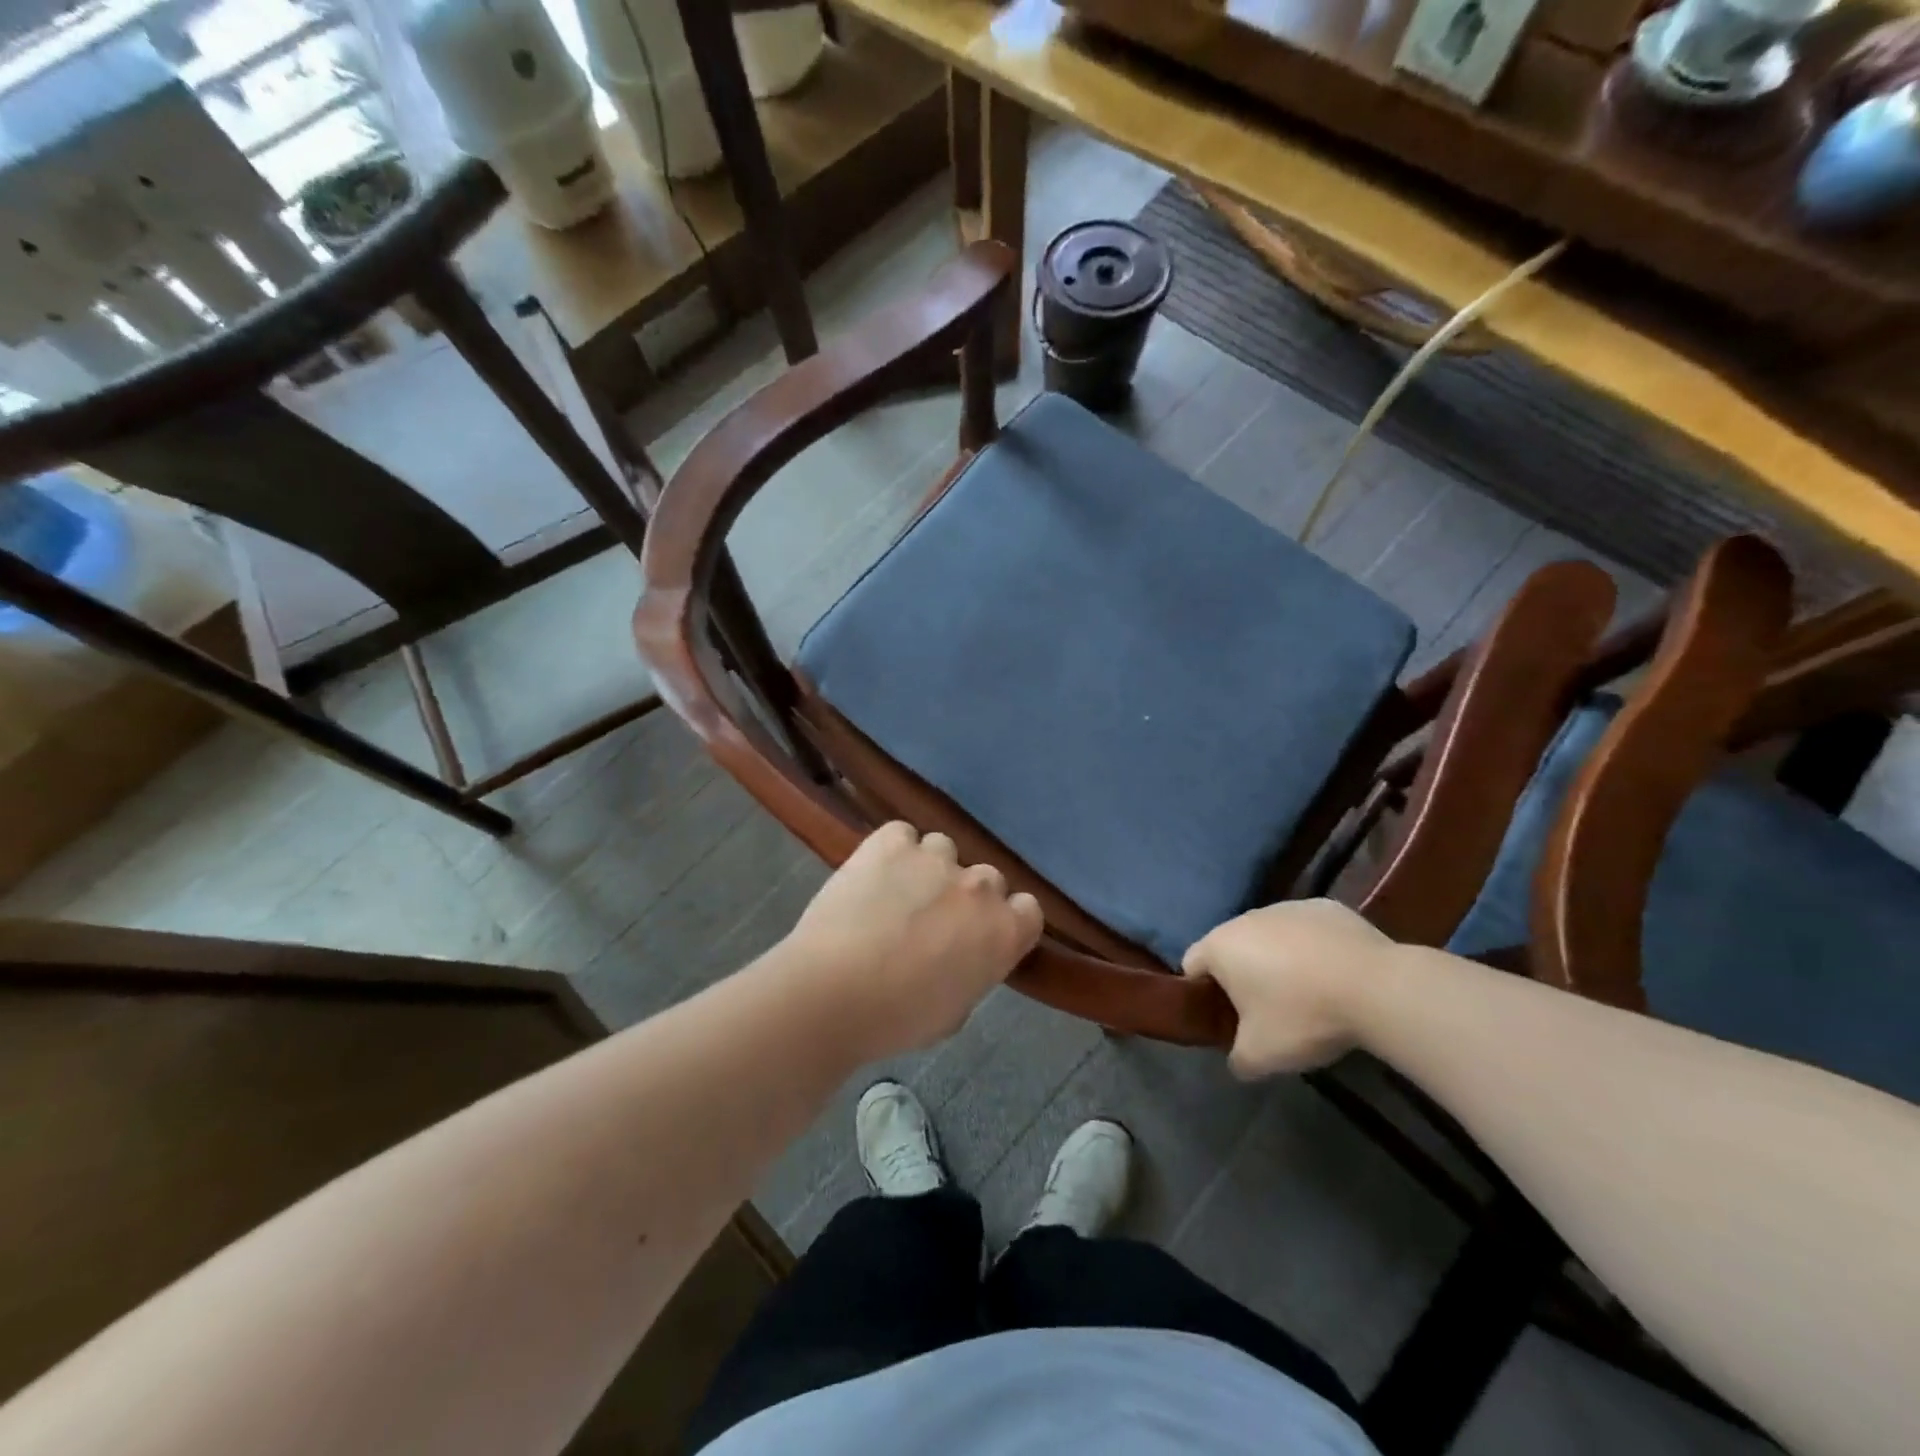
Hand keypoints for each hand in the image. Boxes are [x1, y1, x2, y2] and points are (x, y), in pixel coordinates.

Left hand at [786, 823, 1043, 1059]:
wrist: (833, 992)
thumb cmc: (897, 1019)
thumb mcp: (954, 1011)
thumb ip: (972, 972)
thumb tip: (961, 958)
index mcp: (1004, 932)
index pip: (1027, 909)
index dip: (1004, 920)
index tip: (979, 936)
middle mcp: (979, 886)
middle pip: (986, 878)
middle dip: (965, 896)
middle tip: (932, 921)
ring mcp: (935, 857)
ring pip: (943, 850)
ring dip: (927, 869)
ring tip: (894, 895)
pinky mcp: (892, 842)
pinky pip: (902, 835)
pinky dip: (891, 851)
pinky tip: (872, 875)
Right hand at [1182, 900, 1397, 1077]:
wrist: (1377, 987)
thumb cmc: (1304, 1016)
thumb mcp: (1260, 1055)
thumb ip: (1236, 1059)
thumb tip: (1237, 1060)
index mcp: (1220, 946)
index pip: (1191, 965)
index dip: (1203, 994)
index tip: (1226, 1020)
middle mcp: (1246, 917)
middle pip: (1232, 948)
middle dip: (1243, 976)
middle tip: (1268, 1013)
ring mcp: (1287, 906)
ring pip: (1270, 936)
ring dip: (1278, 960)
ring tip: (1308, 994)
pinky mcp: (1325, 907)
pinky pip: (1307, 931)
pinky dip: (1313, 949)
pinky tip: (1336, 976)